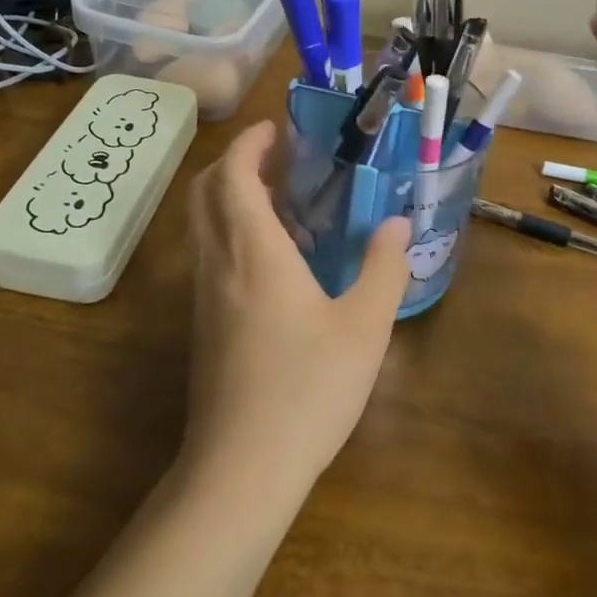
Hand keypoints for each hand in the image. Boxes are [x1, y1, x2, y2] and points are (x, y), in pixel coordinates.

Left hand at [182, 120, 411, 508]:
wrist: (242, 467)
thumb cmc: (308, 389)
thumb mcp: (364, 327)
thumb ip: (383, 268)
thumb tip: (395, 224)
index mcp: (254, 252)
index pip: (233, 176)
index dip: (249, 144)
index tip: (274, 129)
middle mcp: (218, 264)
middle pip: (204, 193)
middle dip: (231, 163)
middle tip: (273, 158)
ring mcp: (203, 298)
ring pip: (201, 227)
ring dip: (228, 199)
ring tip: (278, 202)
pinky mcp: (202, 327)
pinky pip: (208, 257)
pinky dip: (229, 233)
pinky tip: (270, 261)